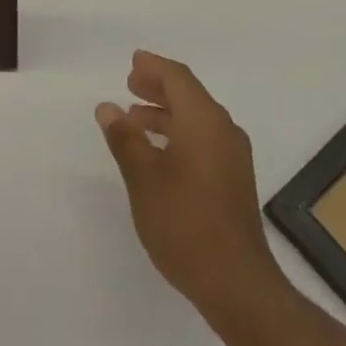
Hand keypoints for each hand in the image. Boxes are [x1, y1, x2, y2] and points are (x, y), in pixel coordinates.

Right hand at [96, 50, 286, 324]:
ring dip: (167, 112)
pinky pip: (204, 138)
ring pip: (197, 118)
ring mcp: (233, 156)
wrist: (237, 283)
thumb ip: (125, 138)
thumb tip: (107, 106)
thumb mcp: (144, 178)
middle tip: (130, 84)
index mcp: (204, 120)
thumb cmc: (185, 222)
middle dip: (159, 87)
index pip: (178, 78)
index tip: (133, 62)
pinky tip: (159, 152)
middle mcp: (223, 129)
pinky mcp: (234, 180)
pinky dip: (180, 132)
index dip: (153, 67)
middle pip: (189, 94)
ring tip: (135, 118)